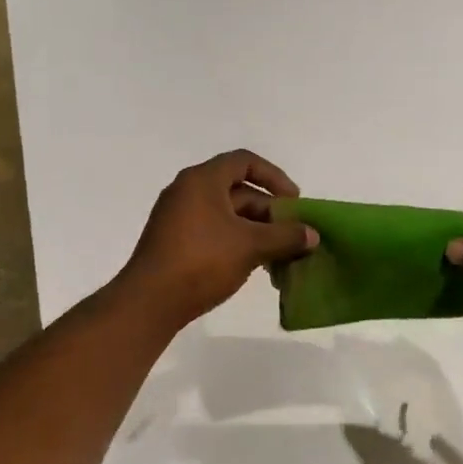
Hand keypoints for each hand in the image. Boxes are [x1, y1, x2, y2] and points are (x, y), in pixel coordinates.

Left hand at [118, 150, 317, 329]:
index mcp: (202, 180)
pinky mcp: (174, 242)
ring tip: (279, 253)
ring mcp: (177, 218)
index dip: (274, 176)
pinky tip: (254, 265)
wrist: (149, 302)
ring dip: (256, 230)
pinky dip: (236, 241)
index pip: (244, 161)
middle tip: (292, 234)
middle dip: (268, 211)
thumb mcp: (250, 246)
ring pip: (227, 214)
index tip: (293, 202)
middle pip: (237, 190)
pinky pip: (213, 231)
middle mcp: (187, 192)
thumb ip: (285, 236)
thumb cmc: (202, 261)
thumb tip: (313, 235)